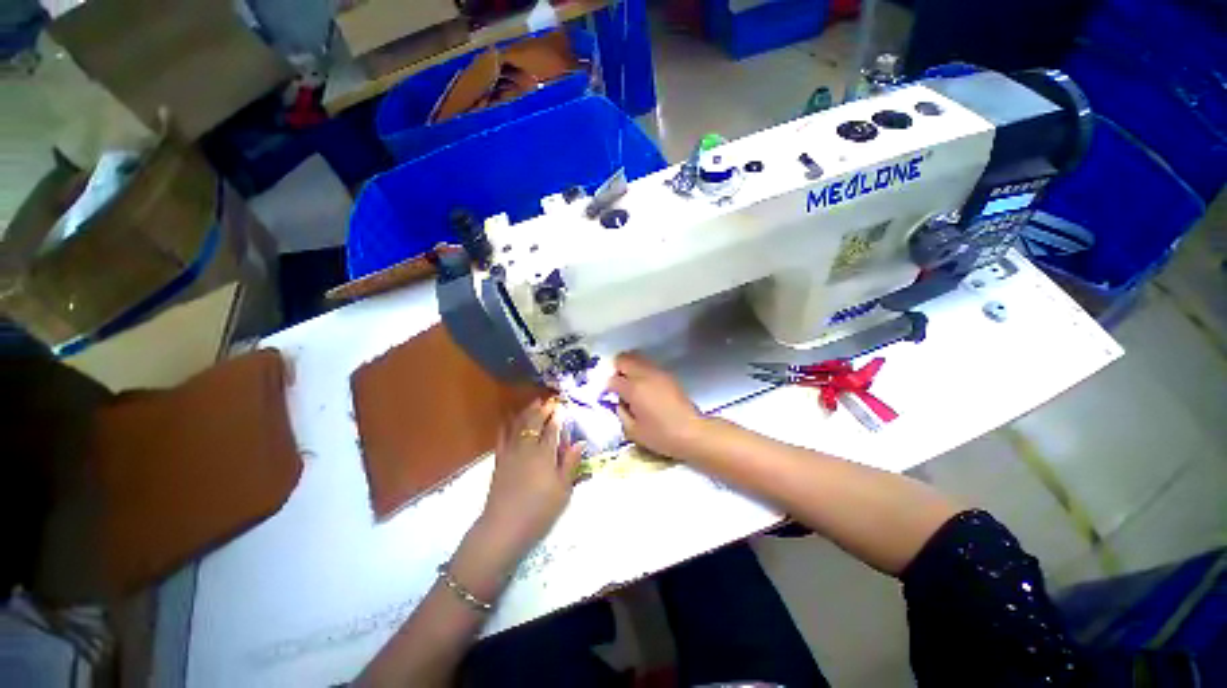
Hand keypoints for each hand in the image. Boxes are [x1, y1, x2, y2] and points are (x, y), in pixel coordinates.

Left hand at [479, 399, 584, 555]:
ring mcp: (511, 453)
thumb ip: (570, 463)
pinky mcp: (499, 461)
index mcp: (545, 454)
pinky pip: (502, 436)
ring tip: (534, 403)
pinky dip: (507, 425)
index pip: (552, 429)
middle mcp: (527, 448)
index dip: (557, 416)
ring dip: (527, 412)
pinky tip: (509, 419)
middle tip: (549, 400)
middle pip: (535, 423)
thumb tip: (579, 443)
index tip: (562, 406)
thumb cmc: (539, 511)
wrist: (504, 527)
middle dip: (543, 410)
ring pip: (519, 425)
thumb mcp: (563, 490)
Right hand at [606, 353, 704, 458]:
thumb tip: (619, 402)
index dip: (608, 387)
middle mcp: (644, 375)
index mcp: (633, 389)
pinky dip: (642, 370)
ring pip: (637, 357)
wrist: (692, 432)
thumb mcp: (633, 431)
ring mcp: (658, 372)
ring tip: (632, 384)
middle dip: (617, 369)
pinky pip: (649, 365)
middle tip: (618, 384)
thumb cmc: (661, 435)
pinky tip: (646, 387)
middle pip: (624, 358)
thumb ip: (621, 413)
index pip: (613, 379)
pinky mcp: (668, 375)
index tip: (610, 396)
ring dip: (630, 367)